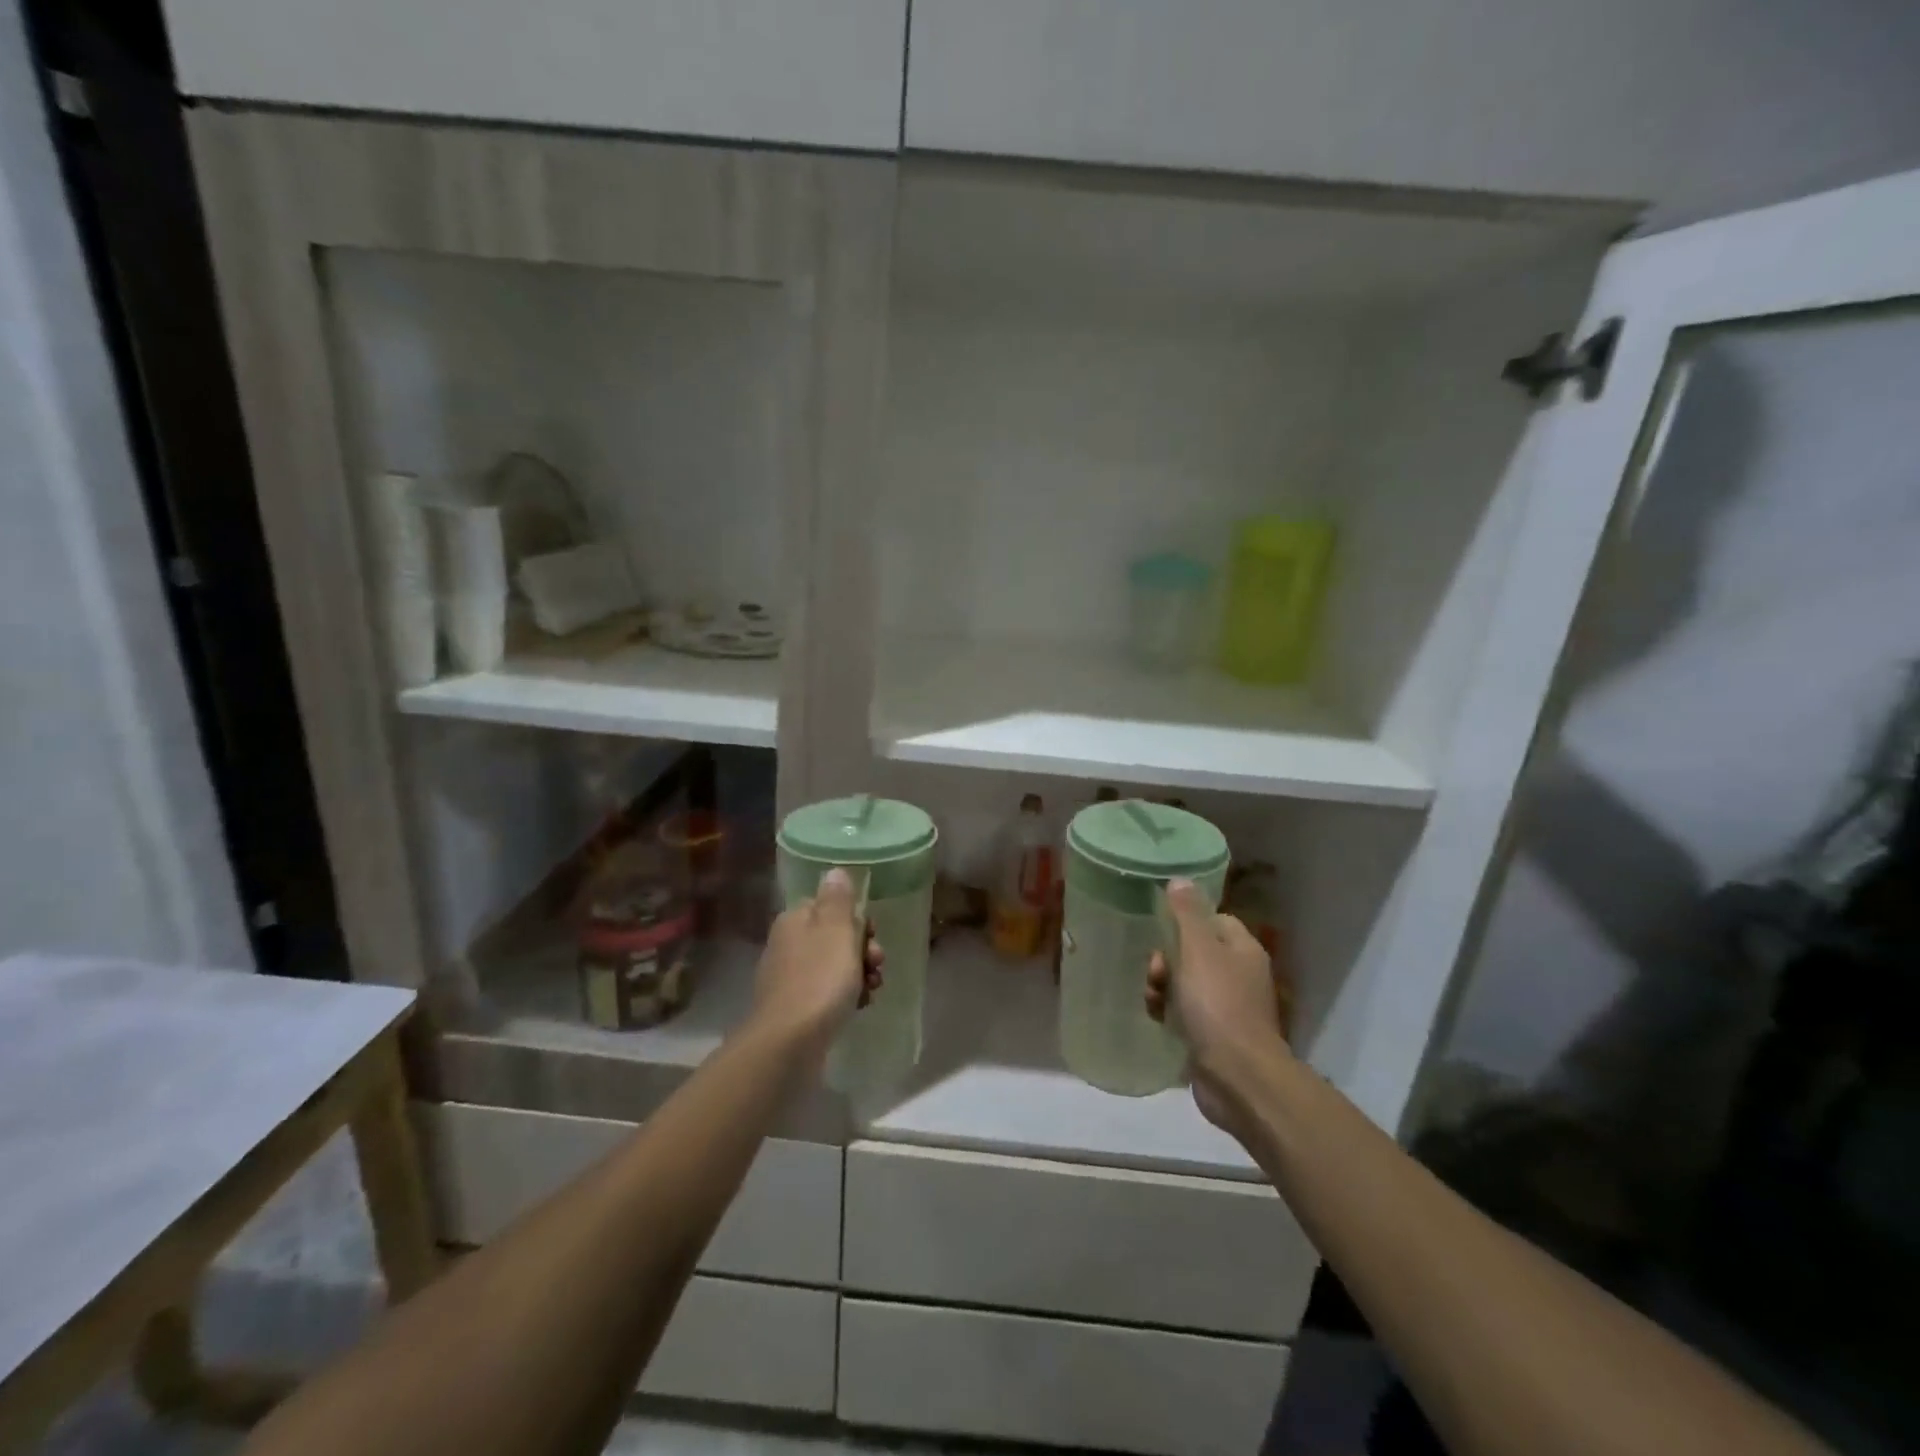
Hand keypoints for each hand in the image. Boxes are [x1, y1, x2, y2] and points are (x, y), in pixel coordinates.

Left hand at [749, 868, 882, 1055]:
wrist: (790, 1042)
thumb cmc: (820, 979)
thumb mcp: (837, 930)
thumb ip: (838, 899)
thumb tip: (834, 871)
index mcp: (795, 920)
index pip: (829, 906)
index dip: (856, 919)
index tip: (872, 935)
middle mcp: (787, 943)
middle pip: (834, 936)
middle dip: (862, 949)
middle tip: (876, 964)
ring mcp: (788, 978)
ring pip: (834, 966)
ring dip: (858, 974)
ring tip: (873, 990)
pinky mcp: (794, 1008)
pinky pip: (826, 993)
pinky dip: (845, 996)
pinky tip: (859, 1007)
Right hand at [1146, 878, 1287, 1136]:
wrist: (1238, 1077)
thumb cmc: (1218, 1005)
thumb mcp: (1198, 951)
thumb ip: (1186, 914)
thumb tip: (1180, 879)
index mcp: (1243, 949)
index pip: (1213, 920)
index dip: (1186, 922)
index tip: (1162, 930)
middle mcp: (1240, 975)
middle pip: (1195, 952)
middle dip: (1168, 959)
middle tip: (1156, 971)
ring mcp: (1229, 1008)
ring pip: (1186, 984)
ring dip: (1163, 987)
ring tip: (1153, 1000)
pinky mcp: (1215, 1037)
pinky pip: (1185, 1014)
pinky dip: (1170, 1013)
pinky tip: (1158, 1019)